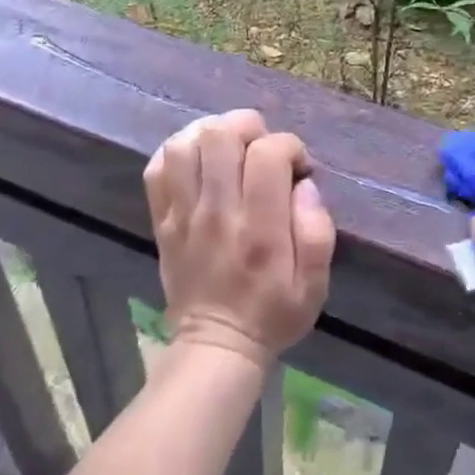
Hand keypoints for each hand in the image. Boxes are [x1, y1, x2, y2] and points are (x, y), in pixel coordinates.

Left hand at [144, 111, 335, 368]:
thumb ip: (318, 230)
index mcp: (260, 228)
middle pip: (220, 136)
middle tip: (261, 148)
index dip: (289, 146)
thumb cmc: (273, 312)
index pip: (268, 153)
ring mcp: (183, 215)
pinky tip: (199, 160)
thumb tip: (305, 185)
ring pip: (184, 145)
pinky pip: (157, 168)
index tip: (297, 167)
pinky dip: (178, 152)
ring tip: (230, 148)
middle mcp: (217, 213)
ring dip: (211, 134)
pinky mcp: (163, 220)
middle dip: (249, 127)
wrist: (216, 347)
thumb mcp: (315, 284)